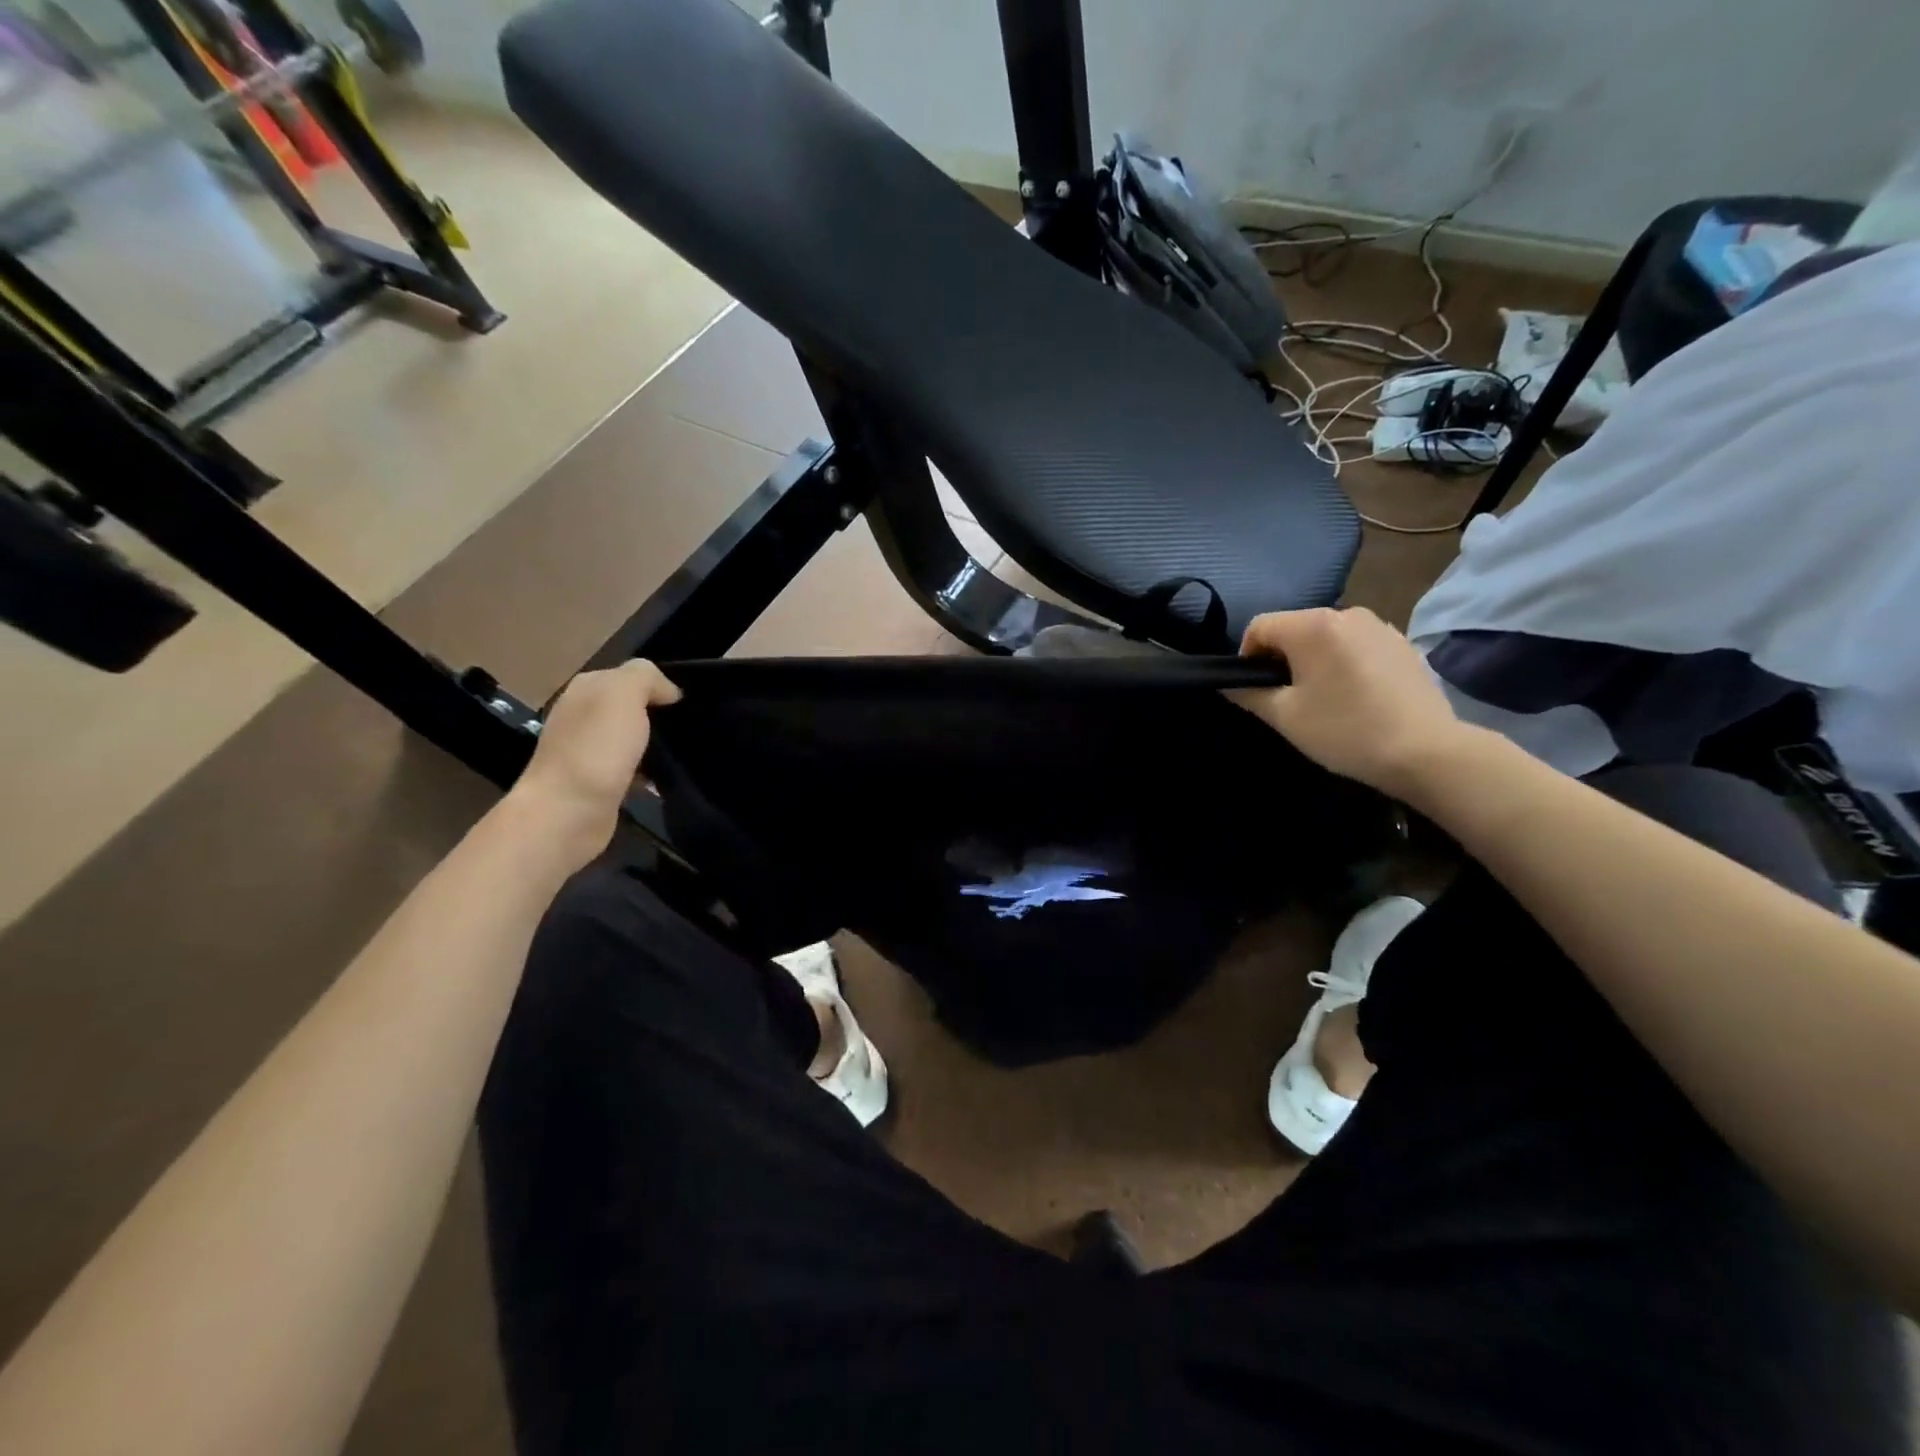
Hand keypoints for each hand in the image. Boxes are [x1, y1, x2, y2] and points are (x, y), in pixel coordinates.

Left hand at [506, 660, 680, 867]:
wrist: (568, 813)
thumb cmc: (597, 748)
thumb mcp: (623, 694)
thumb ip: (645, 677)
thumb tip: (667, 691)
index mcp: (586, 688)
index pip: (631, 675)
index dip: (660, 685)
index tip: (685, 705)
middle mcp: (582, 714)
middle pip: (632, 706)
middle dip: (660, 715)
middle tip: (689, 728)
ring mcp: (587, 749)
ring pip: (634, 737)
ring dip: (656, 745)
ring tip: (682, 754)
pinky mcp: (597, 781)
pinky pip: (632, 767)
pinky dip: (648, 772)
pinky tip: (662, 780)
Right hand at [1231, 607, 1464, 798]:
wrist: (1426, 752)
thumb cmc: (1345, 730)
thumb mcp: (1285, 717)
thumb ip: (1249, 694)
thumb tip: (1228, 683)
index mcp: (1312, 626)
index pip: (1259, 626)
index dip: (1247, 657)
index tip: (1255, 690)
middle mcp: (1346, 613)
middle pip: (1294, 628)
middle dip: (1281, 658)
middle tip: (1287, 699)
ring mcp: (1379, 626)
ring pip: (1326, 637)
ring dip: (1313, 660)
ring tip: (1323, 699)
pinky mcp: (1401, 643)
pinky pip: (1356, 645)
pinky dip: (1344, 663)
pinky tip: (1355, 696)